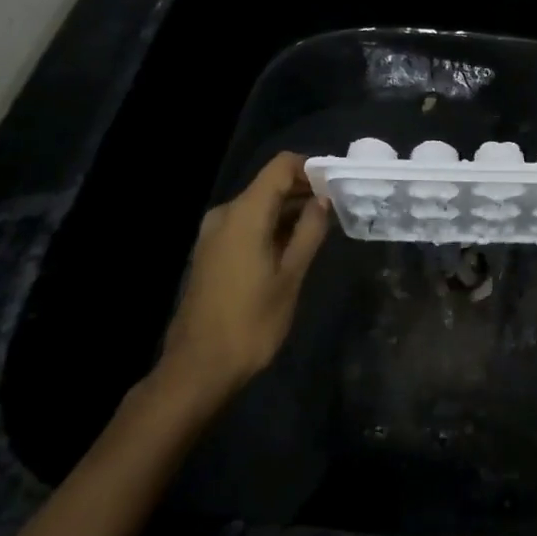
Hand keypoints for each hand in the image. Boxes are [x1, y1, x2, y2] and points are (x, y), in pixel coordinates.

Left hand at [153, 151, 330, 415]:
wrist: (198, 369)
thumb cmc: (250, 322)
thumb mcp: (290, 277)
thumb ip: (309, 232)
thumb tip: (323, 201)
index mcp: (244, 214)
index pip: (281, 166)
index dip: (311, 168)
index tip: (338, 184)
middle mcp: (225, 214)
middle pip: (270, 184)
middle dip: (305, 190)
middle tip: (339, 207)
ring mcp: (215, 234)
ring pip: (260, 205)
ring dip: (290, 210)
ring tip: (323, 227)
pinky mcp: (212, 252)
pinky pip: (247, 224)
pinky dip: (273, 226)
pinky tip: (295, 246)